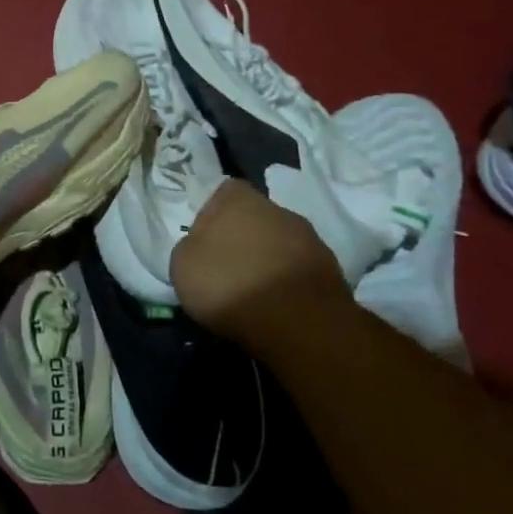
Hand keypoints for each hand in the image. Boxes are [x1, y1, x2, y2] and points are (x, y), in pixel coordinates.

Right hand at [172, 180, 351, 341]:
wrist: (298, 321)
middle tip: (226, 266)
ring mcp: (309, 237)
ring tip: (252, 290)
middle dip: (242, 237)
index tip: (204, 240)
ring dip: (267, 259)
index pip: (223, 192)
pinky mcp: (330, 269)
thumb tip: (199, 246)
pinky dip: (287, 282)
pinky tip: (276, 304)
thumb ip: (189, 247)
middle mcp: (276, 208)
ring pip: (278, 242)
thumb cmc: (229, 284)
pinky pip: (297, 269)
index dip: (213, 214)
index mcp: (237, 199)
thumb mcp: (182, 266)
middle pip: (254, 217)